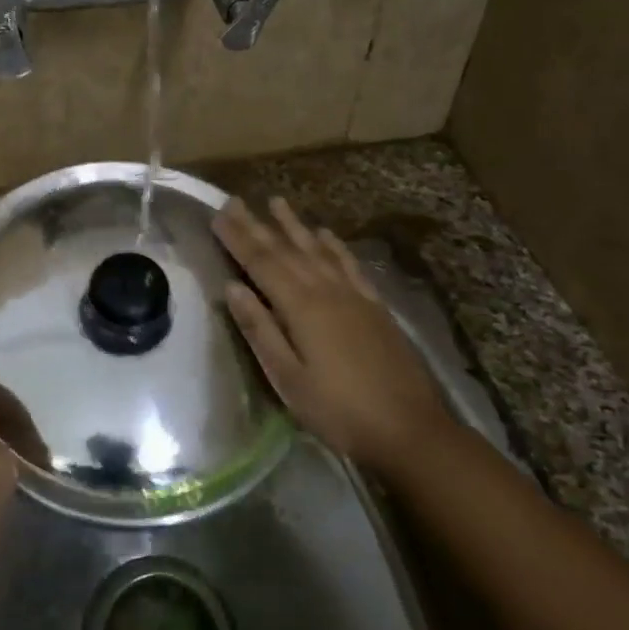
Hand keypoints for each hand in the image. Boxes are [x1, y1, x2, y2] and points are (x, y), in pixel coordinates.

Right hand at [215, 197, 448, 467]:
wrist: (410, 429)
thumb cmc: (339, 410)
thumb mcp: (288, 378)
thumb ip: (260, 329)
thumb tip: (232, 287)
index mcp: (300, 307)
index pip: (261, 263)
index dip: (238, 238)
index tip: (218, 214)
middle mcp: (326, 290)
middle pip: (286, 250)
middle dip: (258, 225)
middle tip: (236, 200)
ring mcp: (353, 295)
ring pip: (317, 250)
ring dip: (294, 225)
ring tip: (277, 201)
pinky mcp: (374, 306)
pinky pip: (349, 265)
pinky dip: (335, 246)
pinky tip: (326, 234)